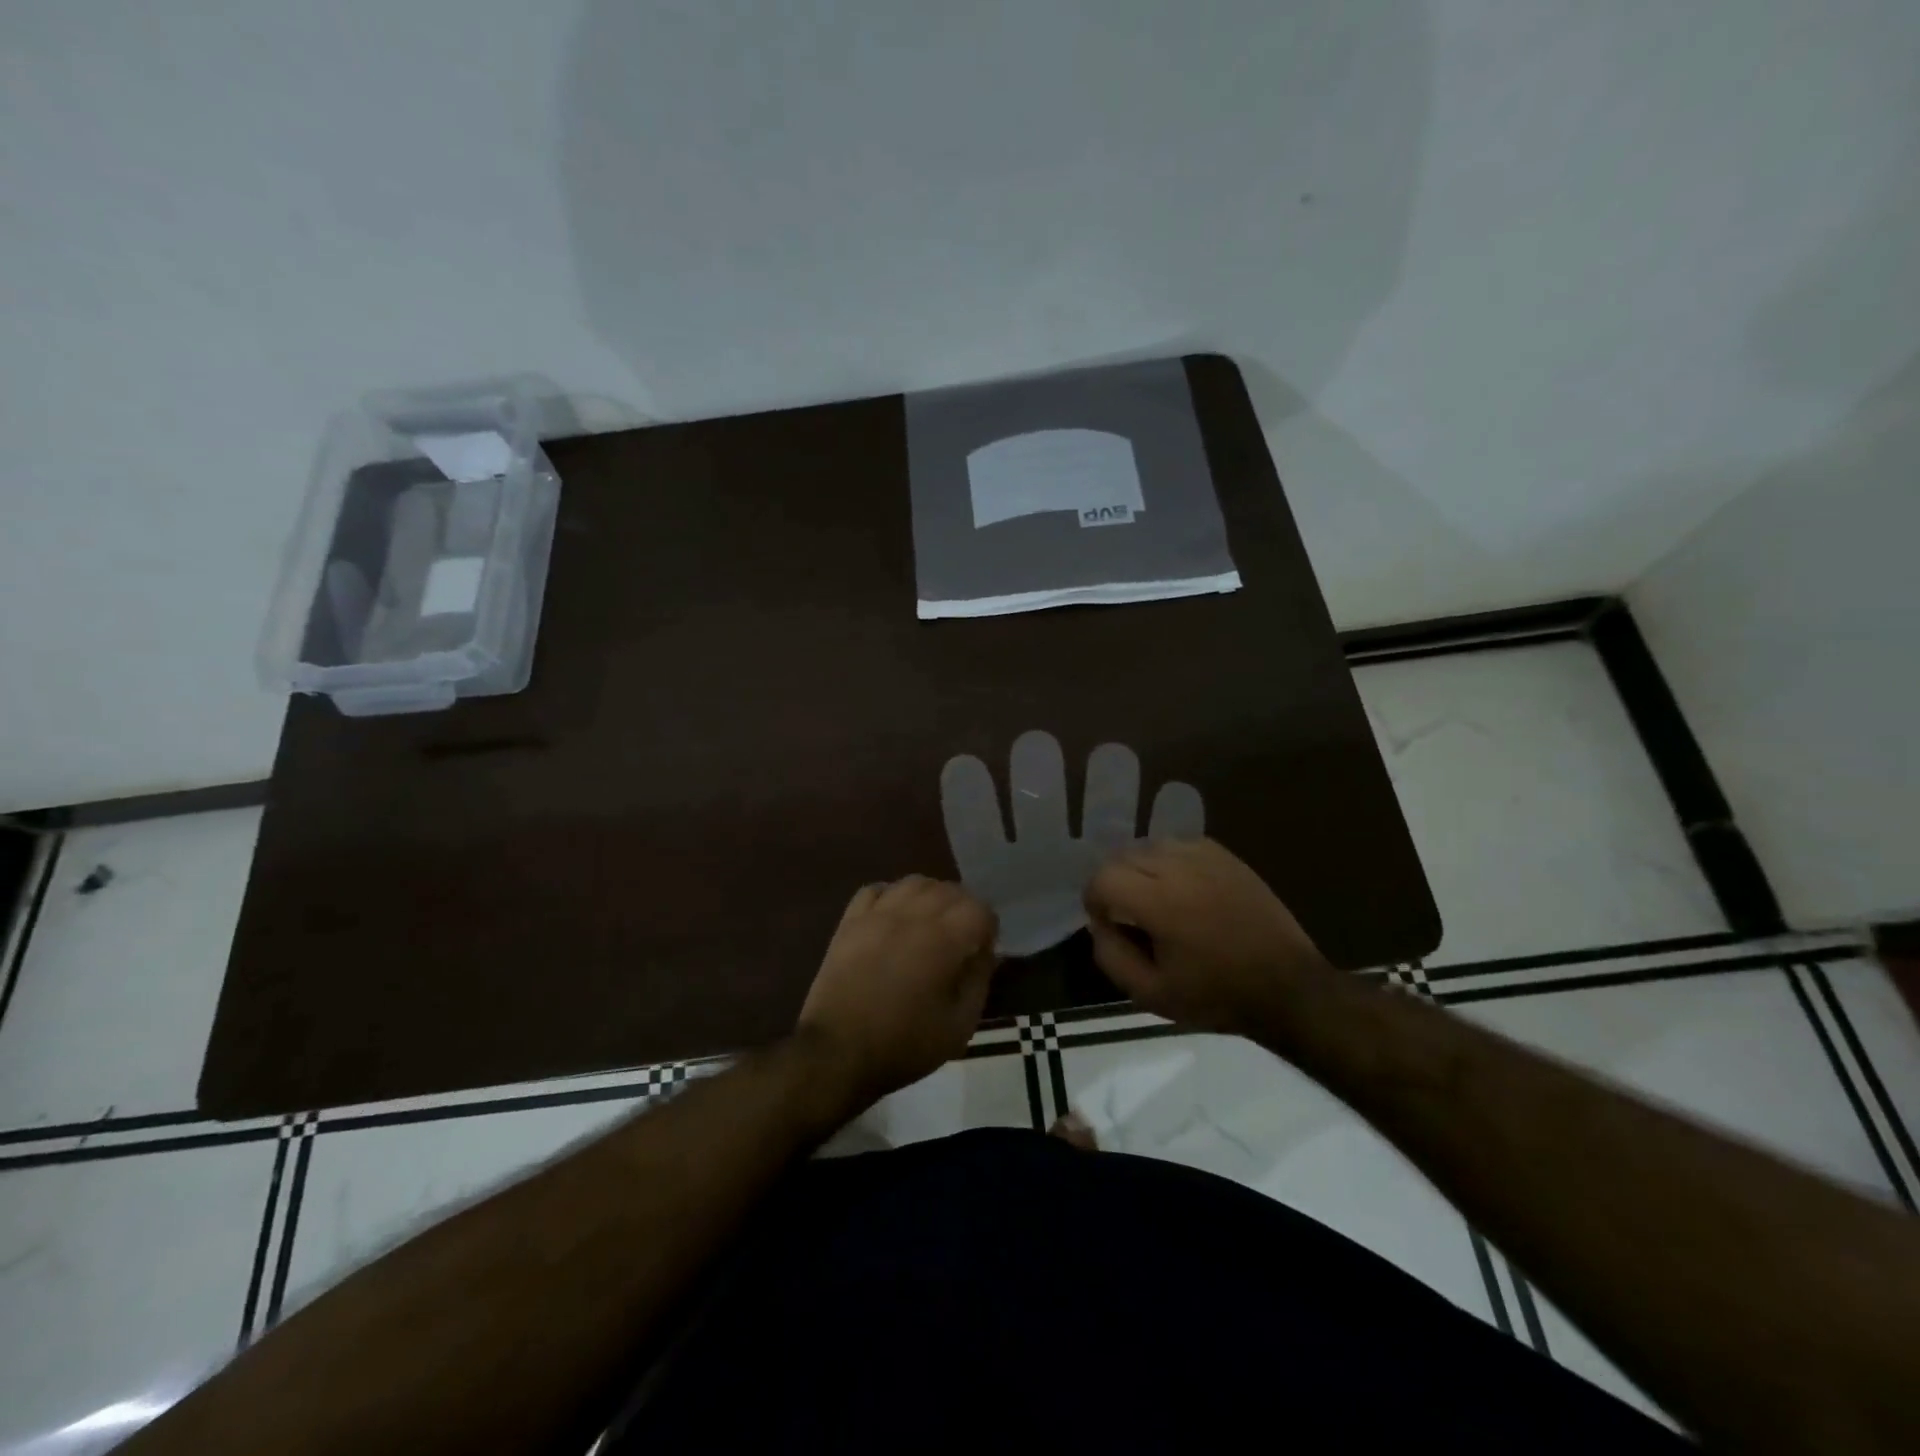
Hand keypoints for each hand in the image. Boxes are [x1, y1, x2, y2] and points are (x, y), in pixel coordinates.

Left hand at [795, 876, 998, 1109]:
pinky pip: (876, 890)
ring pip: (913, 883)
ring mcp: (877, 915)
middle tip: (961, 939)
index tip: (983, 951)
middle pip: (948, 889)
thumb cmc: (904, 1044)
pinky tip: (894, 918)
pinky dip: (891, 896)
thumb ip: (978, 981)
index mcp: (943, 940)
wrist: (837, 1052)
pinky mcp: (850, 922)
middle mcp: (912, 915)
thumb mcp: (959, 1026)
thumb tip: (984, 953)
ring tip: (930, 923)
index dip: (988, 928)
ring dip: (930, 897)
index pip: (979, 909)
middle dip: (963, 909)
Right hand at [1083, 838, 1332, 1036]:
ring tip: (1154, 899)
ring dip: (1141, 869)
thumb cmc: (1217, 996)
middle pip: (1123, 856)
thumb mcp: (1152, 994)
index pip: (1103, 878)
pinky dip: (1170, 861)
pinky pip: (1182, 845)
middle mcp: (1179, 868)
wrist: (1287, 988)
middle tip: (1128, 915)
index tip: (1106, 923)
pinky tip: (1182, 888)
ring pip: (1152, 845)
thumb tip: (1099, 926)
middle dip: (1115, 883)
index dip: (1094, 900)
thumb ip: (1112, 957)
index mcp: (1159, 902)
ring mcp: (1206, 858)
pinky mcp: (1227, 857)